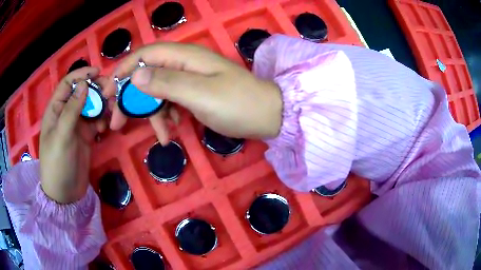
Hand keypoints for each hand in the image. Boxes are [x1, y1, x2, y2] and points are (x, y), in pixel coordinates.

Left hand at [40, 67, 106, 203]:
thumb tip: (85, 84)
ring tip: (112, 110)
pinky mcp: (86, 136)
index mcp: (56, 109)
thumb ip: (72, 110)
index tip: (98, 72)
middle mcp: (66, 113)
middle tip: (111, 92)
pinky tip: (106, 128)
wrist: (65, 193)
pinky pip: (97, 121)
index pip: (68, 84)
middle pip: (83, 92)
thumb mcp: (61, 136)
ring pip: (92, 106)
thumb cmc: (57, 164)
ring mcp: (77, 125)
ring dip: (103, 105)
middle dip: (96, 89)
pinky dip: (103, 121)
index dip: (81, 74)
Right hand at [104, 43, 282, 144]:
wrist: (267, 117)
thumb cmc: (238, 104)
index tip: (106, 93)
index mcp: (184, 56)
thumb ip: (166, 82)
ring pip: (157, 93)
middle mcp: (183, 64)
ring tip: (161, 137)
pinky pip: (170, 103)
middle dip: (130, 99)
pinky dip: (167, 118)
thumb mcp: (200, 94)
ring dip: (152, 115)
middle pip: (146, 75)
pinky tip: (172, 133)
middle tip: (117, 123)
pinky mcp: (193, 94)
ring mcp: (188, 80)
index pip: (144, 55)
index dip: (122, 71)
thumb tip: (135, 76)